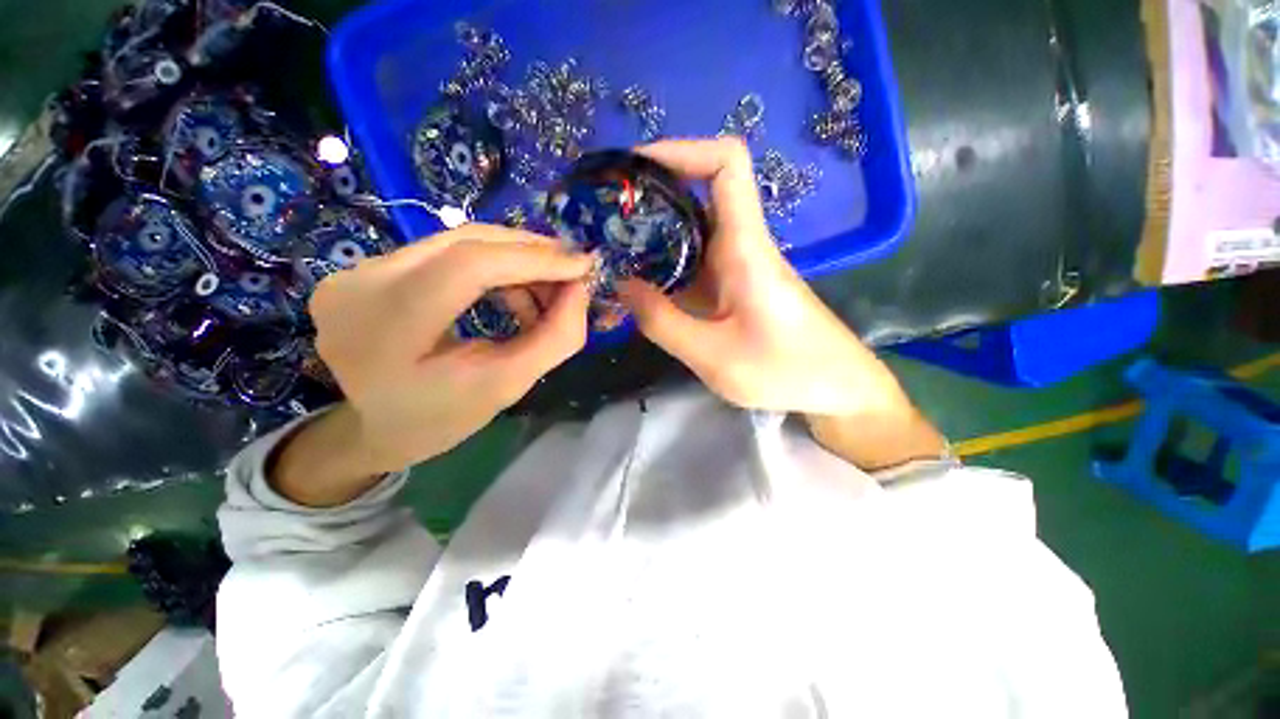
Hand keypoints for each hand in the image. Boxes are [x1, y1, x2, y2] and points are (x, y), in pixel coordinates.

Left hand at [271, 225, 592, 505]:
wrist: (371, 429)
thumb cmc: (439, 418)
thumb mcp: (505, 386)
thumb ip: (553, 339)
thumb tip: (579, 290)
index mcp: (389, 323)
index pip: (471, 265)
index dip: (535, 260)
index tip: (583, 267)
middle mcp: (363, 281)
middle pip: (465, 242)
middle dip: (531, 253)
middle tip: (571, 272)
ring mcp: (358, 271)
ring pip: (457, 243)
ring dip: (513, 260)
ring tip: (544, 291)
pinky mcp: (366, 270)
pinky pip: (443, 253)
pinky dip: (489, 266)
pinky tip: (509, 291)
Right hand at [616, 138, 944, 469]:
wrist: (837, 389)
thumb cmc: (785, 371)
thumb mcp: (713, 356)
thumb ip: (662, 322)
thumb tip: (621, 286)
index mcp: (745, 247)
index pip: (726, 163)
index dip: (681, 150)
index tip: (635, 169)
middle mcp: (742, 245)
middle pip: (699, 193)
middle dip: (650, 195)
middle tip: (605, 216)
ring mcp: (738, 267)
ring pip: (693, 231)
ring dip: (653, 234)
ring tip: (611, 249)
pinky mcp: (734, 288)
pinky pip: (695, 264)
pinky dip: (664, 266)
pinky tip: (640, 286)